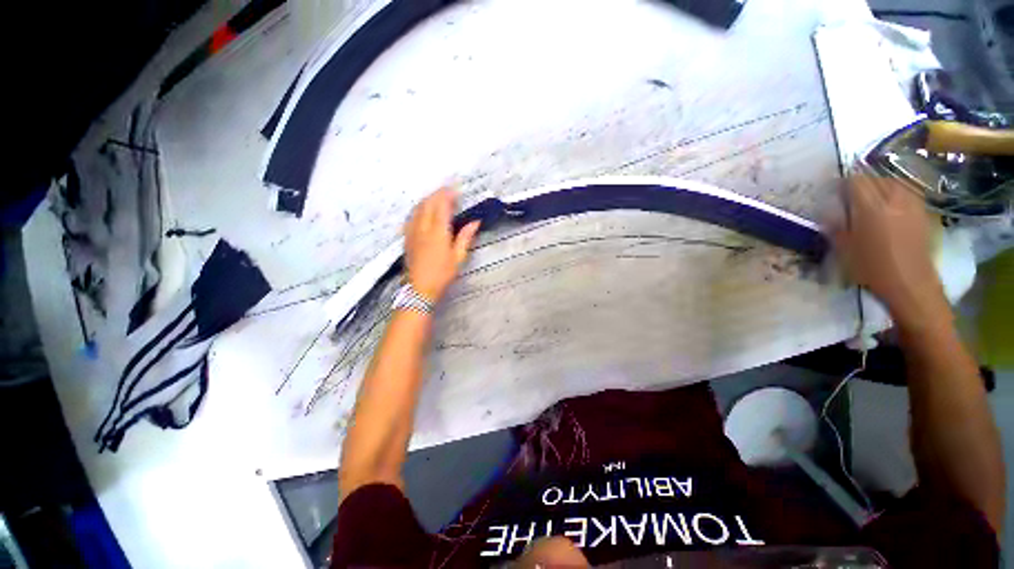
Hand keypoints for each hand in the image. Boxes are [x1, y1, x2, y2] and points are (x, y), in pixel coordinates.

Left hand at [403, 188, 480, 302]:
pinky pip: (411, 217)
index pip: (442, 206)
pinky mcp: (406, 238)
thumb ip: (465, 237)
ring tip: (436, 197)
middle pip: (428, 204)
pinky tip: (422, 211)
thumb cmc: (442, 274)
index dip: (448, 195)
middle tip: (447, 191)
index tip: (455, 189)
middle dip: (437, 194)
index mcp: (438, 232)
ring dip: (427, 199)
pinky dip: (419, 209)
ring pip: (417, 208)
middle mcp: (423, 228)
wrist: (419, 289)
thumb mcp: (458, 258)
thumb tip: (475, 222)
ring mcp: (412, 232)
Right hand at [832, 176, 949, 329]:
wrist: (910, 284)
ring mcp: (911, 203)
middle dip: (861, 185)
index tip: (834, 194)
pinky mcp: (921, 210)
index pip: (855, 181)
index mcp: (870, 207)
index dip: (842, 184)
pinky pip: (905, 192)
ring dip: (879, 187)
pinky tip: (889, 208)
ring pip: (891, 182)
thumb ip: (835, 225)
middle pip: (874, 178)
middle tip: (850, 200)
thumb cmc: (872, 268)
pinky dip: (894, 194)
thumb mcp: (844, 249)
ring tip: (871, 202)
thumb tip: (827, 211)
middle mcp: (893, 198)